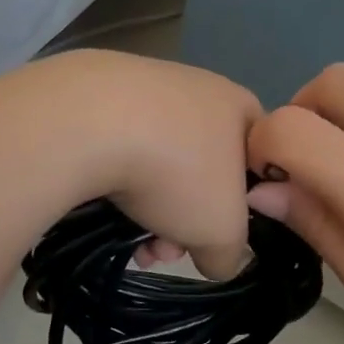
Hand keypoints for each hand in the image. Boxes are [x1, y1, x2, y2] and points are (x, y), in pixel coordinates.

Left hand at [26, 50, 261, 279]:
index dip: (242, 208)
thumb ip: (230, 254)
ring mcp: (143, 85)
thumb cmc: (178, 173)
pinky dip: (116, 184)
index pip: (256, 162)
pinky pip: (119, 150)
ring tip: (132, 244)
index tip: (216, 236)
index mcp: (238, 107)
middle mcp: (195, 87)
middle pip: (201, 172)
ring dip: (149, 213)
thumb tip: (215, 258)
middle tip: (165, 251)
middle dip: (185, 221)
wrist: (87, 125)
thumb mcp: (222, 233)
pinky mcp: (97, 94)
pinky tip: (104, 212)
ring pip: (158, 166)